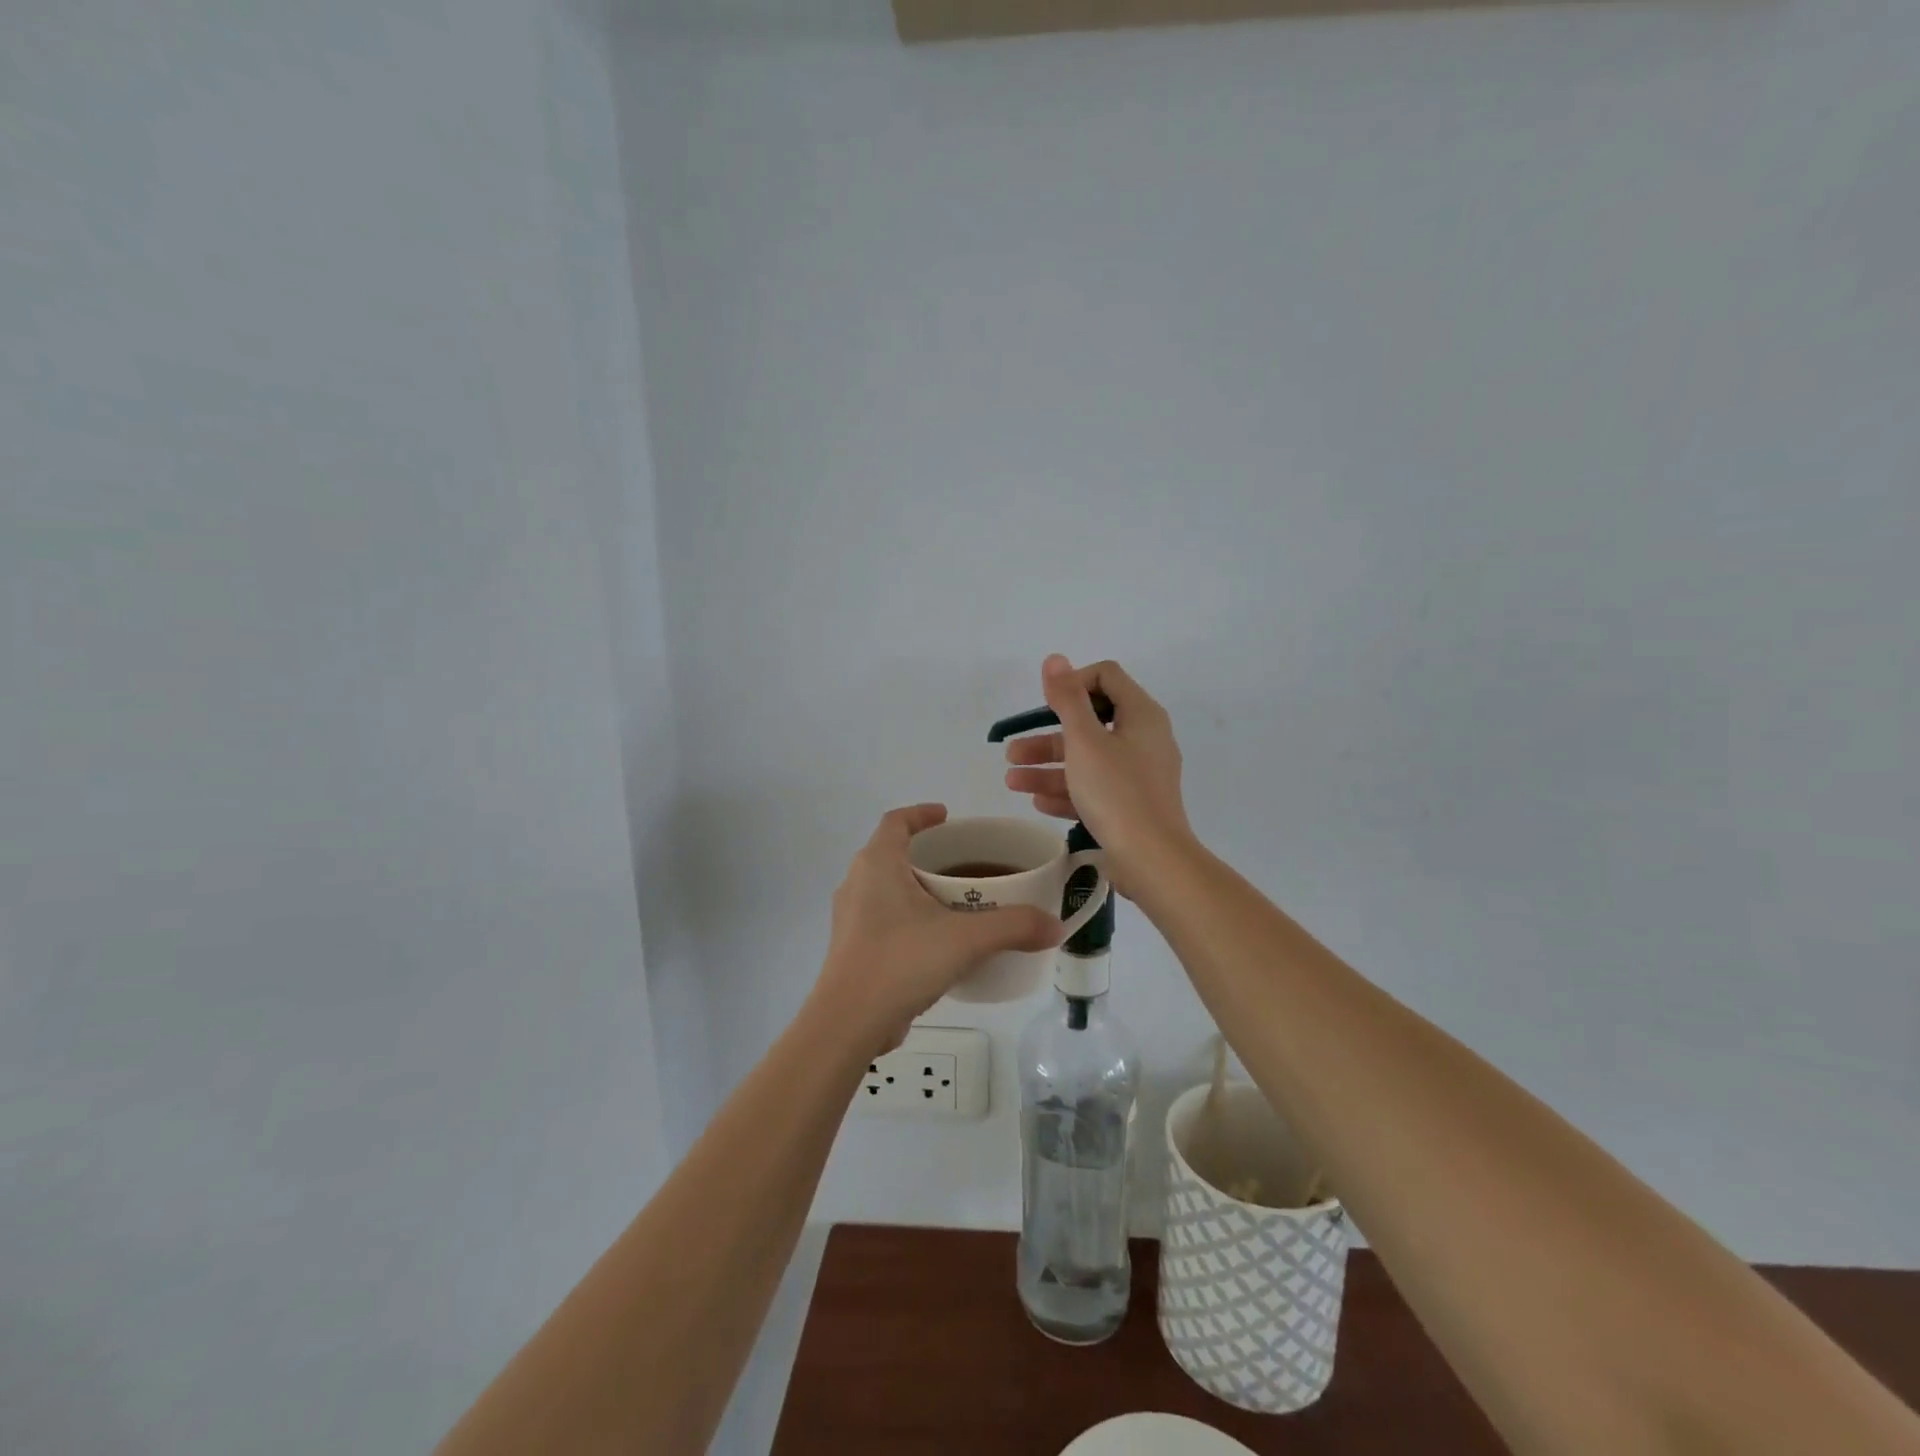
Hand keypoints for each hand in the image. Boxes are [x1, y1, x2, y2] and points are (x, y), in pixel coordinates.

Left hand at [813, 804, 1061, 1050]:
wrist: (848, 1024)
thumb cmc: (901, 962)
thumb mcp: (965, 939)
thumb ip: (1013, 927)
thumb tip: (1055, 926)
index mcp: (877, 864)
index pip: (896, 821)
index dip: (921, 813)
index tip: (947, 816)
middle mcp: (857, 883)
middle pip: (892, 852)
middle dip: (926, 853)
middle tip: (963, 863)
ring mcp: (851, 917)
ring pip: (887, 888)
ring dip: (917, 887)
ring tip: (955, 901)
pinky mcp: (852, 948)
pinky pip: (883, 917)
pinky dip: (909, 916)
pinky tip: (937, 941)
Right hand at [1002, 655, 1193, 896]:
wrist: (1153, 860)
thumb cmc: (1117, 791)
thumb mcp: (1085, 741)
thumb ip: (1067, 699)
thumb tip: (1055, 659)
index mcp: (1141, 715)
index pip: (1105, 677)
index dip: (1072, 683)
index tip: (1046, 706)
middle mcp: (1144, 739)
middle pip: (1089, 724)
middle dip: (1046, 737)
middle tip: (1011, 751)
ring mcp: (1139, 775)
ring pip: (1087, 761)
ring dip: (1047, 768)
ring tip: (1011, 781)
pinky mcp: (1132, 805)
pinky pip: (1095, 789)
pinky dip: (1067, 791)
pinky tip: (1037, 801)